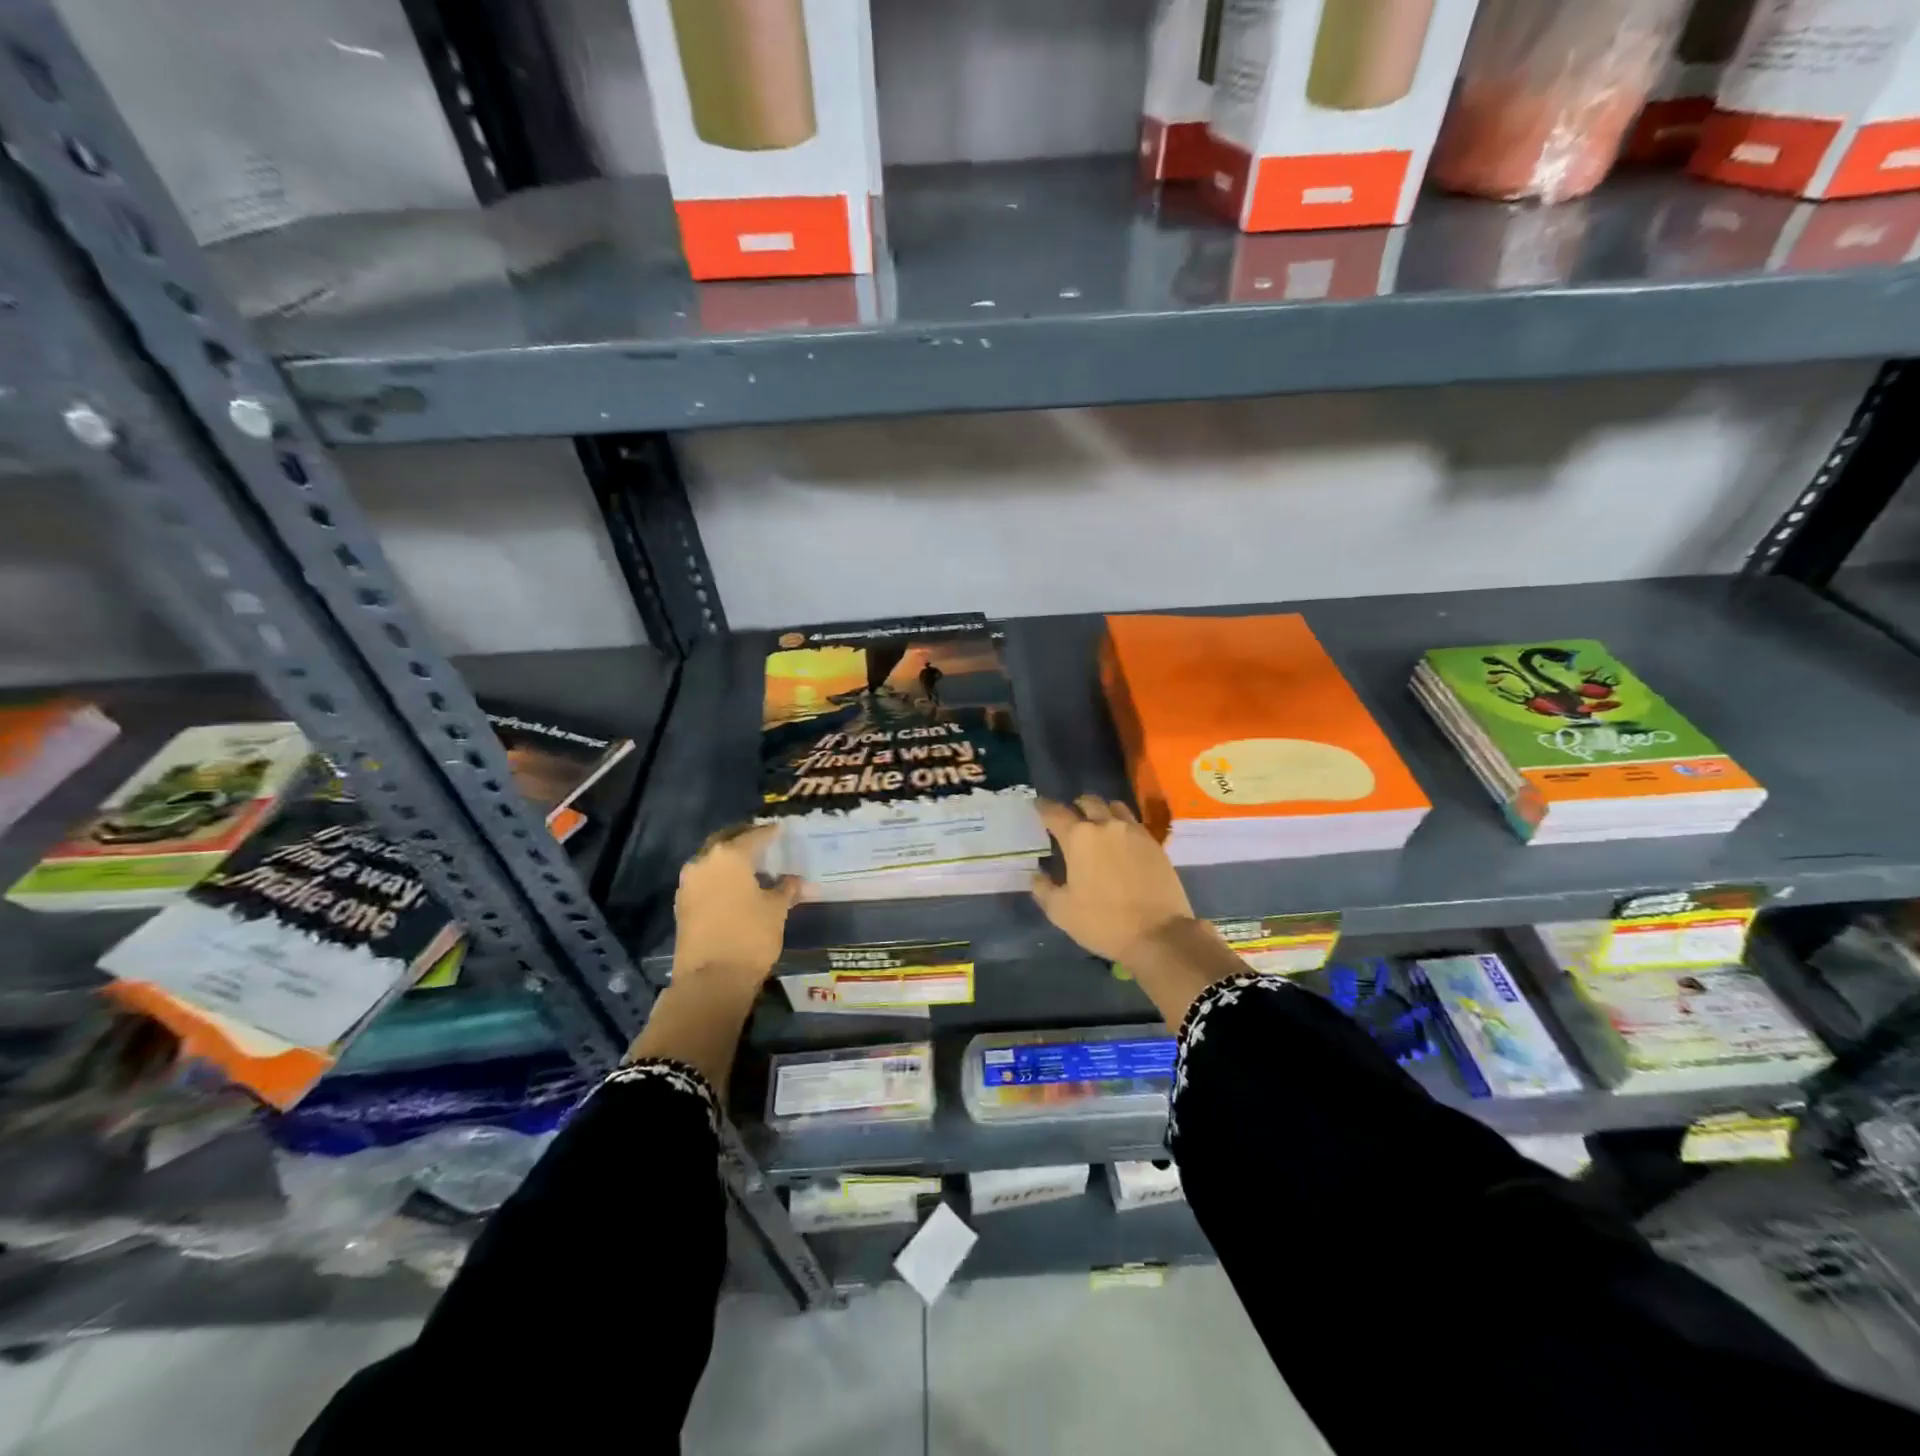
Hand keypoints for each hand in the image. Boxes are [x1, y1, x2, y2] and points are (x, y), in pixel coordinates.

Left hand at [672, 823, 799, 992]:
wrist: (710, 980)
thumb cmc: (750, 937)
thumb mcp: (776, 910)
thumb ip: (786, 889)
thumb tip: (796, 880)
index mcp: (729, 856)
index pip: (754, 836)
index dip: (770, 832)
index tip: (781, 829)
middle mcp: (704, 862)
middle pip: (726, 841)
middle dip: (744, 839)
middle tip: (763, 841)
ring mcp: (688, 883)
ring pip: (712, 860)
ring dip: (729, 859)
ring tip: (751, 865)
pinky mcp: (682, 904)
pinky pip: (704, 880)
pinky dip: (719, 877)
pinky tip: (735, 887)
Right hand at [1030, 795, 1196, 963]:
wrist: (1159, 934)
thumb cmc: (1103, 922)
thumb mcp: (1061, 911)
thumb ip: (1043, 888)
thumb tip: (1036, 874)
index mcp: (1079, 837)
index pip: (1054, 812)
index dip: (1042, 807)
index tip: (1037, 805)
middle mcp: (1106, 825)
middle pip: (1088, 802)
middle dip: (1075, 806)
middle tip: (1069, 820)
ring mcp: (1134, 832)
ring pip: (1113, 807)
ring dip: (1101, 811)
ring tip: (1097, 826)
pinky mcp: (1154, 843)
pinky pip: (1133, 823)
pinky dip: (1121, 824)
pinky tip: (1120, 841)